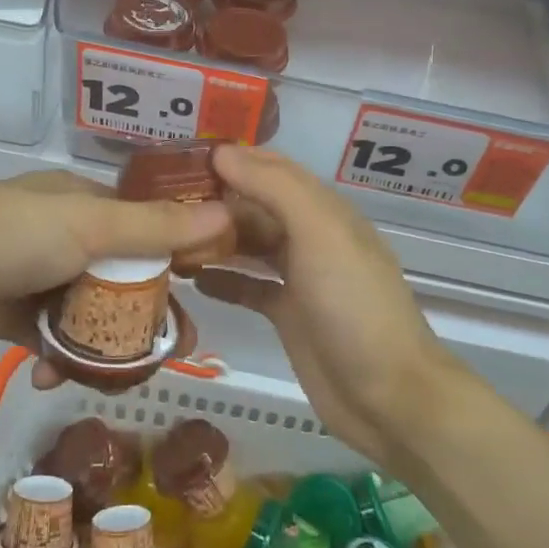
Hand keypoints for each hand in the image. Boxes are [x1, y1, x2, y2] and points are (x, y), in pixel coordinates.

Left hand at [0, 171, 228, 387]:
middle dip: (150, 313)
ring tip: (124, 376)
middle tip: (176, 350)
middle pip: (126, 278)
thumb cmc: (12, 236)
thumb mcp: (91, 225)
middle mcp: (68, 238)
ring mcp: (41, 279)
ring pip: (93, 315)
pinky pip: (55, 341)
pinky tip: (55, 377)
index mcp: (87, 204)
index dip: (180, 255)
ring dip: (108, 344)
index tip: (208, 288)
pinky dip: (62, 360)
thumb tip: (228, 214)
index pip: (149, 227)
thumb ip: (157, 228)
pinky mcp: (15, 318)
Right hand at [196, 147, 460, 465]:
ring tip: (168, 236)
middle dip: (215, 200)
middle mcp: (312, 237)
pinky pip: (249, 287)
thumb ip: (273, 188)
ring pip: (250, 245)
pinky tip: (191, 279)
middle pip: (257, 207)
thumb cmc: (353, 304)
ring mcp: (301, 278)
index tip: (182, 157)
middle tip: (161, 201)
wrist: (388, 395)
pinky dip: (223, 280)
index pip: (273, 169)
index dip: (233, 159)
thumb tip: (223, 152)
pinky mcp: (289, 315)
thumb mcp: (319, 233)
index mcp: (324, 210)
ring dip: (214, 238)